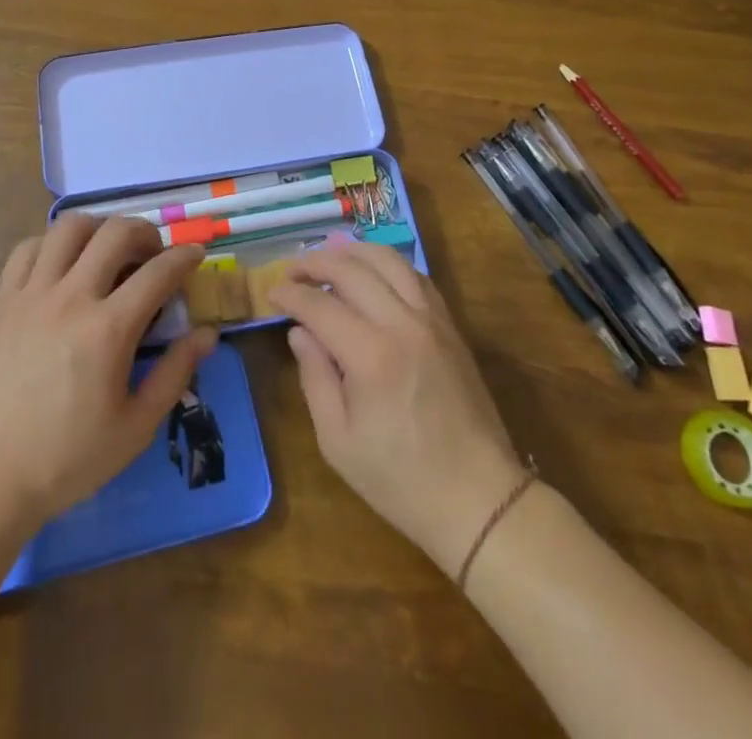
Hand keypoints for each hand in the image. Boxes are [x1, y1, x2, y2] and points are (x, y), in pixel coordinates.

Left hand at [0, 215, 217, 529]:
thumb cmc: (69, 458)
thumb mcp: (136, 427)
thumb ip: (175, 373)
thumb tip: (208, 333)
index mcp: (108, 330)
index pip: (158, 272)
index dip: (185, 256)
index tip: (196, 253)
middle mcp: (71, 298)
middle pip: (115, 233)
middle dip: (145, 231)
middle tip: (154, 252)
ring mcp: (31, 294)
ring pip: (69, 228)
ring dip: (98, 228)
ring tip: (108, 249)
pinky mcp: (2, 300)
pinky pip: (28, 248)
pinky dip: (52, 243)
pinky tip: (63, 264)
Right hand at [268, 243, 528, 574]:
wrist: (479, 499)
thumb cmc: (400, 480)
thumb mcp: (338, 441)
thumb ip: (315, 378)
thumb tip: (299, 332)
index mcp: (370, 355)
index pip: (320, 305)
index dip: (290, 294)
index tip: (272, 294)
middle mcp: (402, 324)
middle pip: (352, 269)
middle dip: (316, 262)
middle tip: (293, 272)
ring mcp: (431, 321)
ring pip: (389, 261)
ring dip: (353, 253)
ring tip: (329, 258)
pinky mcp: (450, 326)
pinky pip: (416, 277)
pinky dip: (388, 265)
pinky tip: (373, 274)